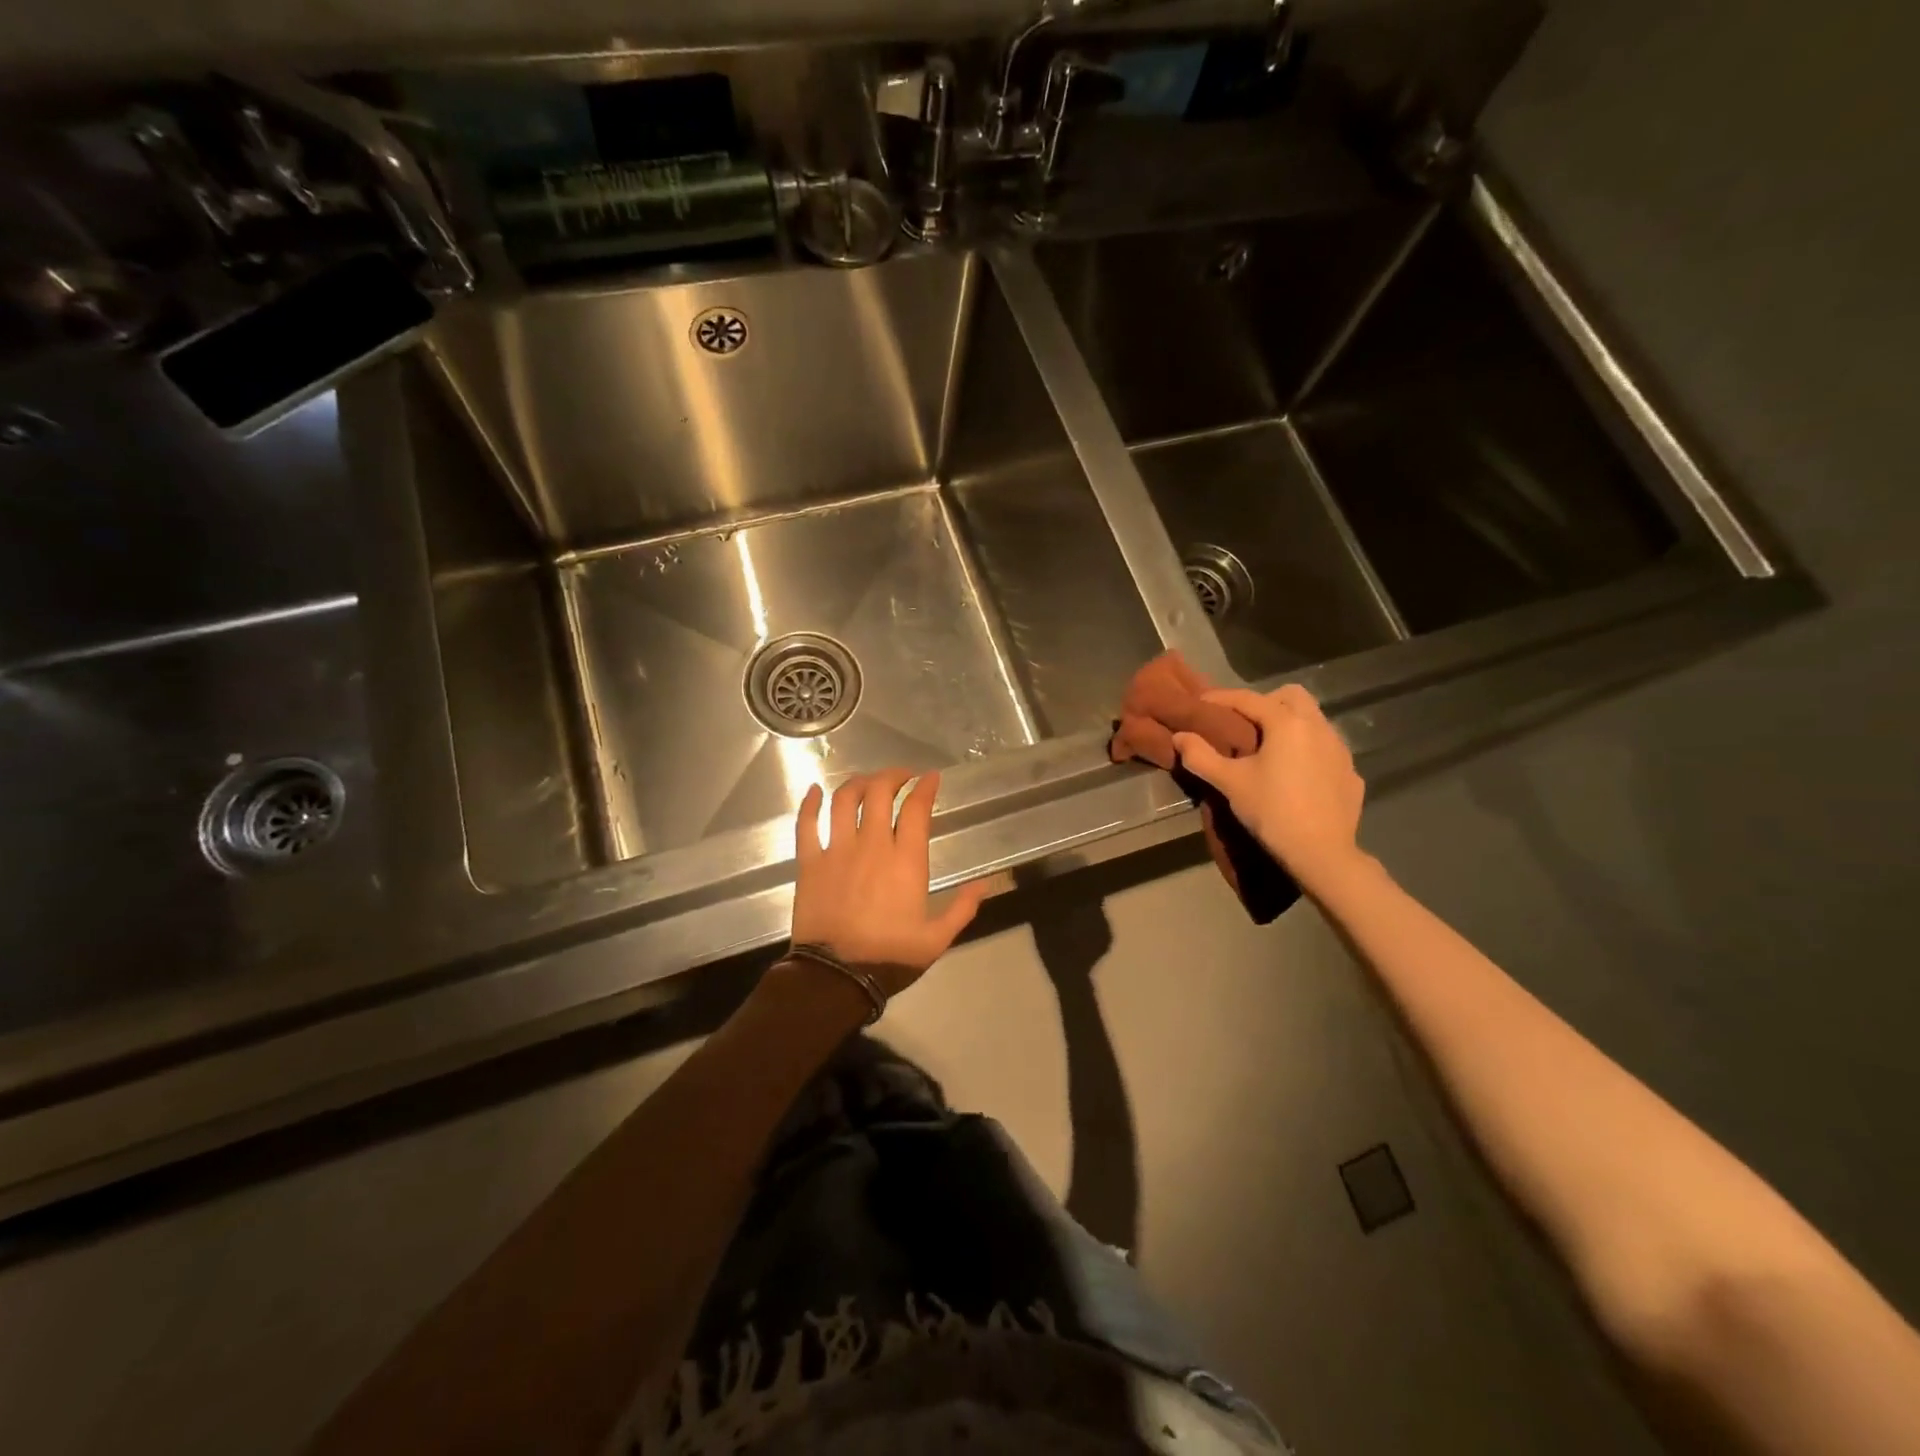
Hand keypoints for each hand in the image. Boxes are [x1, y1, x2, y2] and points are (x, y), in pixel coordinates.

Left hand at [790, 770, 988, 998]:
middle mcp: (872, 845)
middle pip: (880, 792)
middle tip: (901, 777)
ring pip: (845, 799)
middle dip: (892, 776)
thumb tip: (985, 884)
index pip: (917, 808)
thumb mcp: (937, 939)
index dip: (926, 787)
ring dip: (857, 782)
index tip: (931, 777)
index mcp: (906, 860)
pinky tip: (813, 790)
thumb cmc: (890, 957)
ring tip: (867, 781)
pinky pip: (806, 824)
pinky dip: (808, 803)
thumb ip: (962, 908)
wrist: (836, 978)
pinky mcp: (810, 862)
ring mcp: (837, 850)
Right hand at [1171, 685, 1367, 894]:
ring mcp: (1340, 749)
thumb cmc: (1272, 811)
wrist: (1322, 854)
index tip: (1201, 703)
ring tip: (1269, 749)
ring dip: (1289, 725)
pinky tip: (1295, 774)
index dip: (1221, 698)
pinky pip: (1326, 748)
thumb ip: (1201, 756)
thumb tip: (1180, 736)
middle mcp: (1318, 727)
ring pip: (1313, 720)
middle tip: (1243, 724)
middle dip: (1265, 702)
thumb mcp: (1229, 782)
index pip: (1248, 698)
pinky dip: (1308, 750)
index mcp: (1287, 723)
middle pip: (1291, 696)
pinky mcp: (1351, 773)